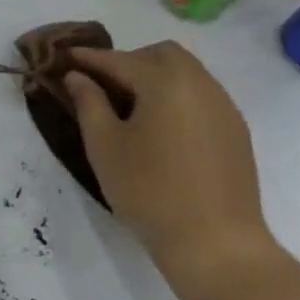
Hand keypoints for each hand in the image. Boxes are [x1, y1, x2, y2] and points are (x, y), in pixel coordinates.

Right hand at [63, 42, 289, 299]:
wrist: (217, 245)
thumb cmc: (149, 191)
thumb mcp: (104, 145)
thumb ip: (88, 102)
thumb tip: (77, 76)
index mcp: (165, 82)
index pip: (118, 60)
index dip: (88, 58)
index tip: (64, 56)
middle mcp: (200, 85)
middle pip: (161, 54)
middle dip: (128, 61)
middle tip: (102, 85)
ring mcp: (223, 107)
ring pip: (186, 73)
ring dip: (155, 77)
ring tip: (129, 107)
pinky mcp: (235, 132)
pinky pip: (201, 96)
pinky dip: (176, 96)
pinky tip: (160, 127)